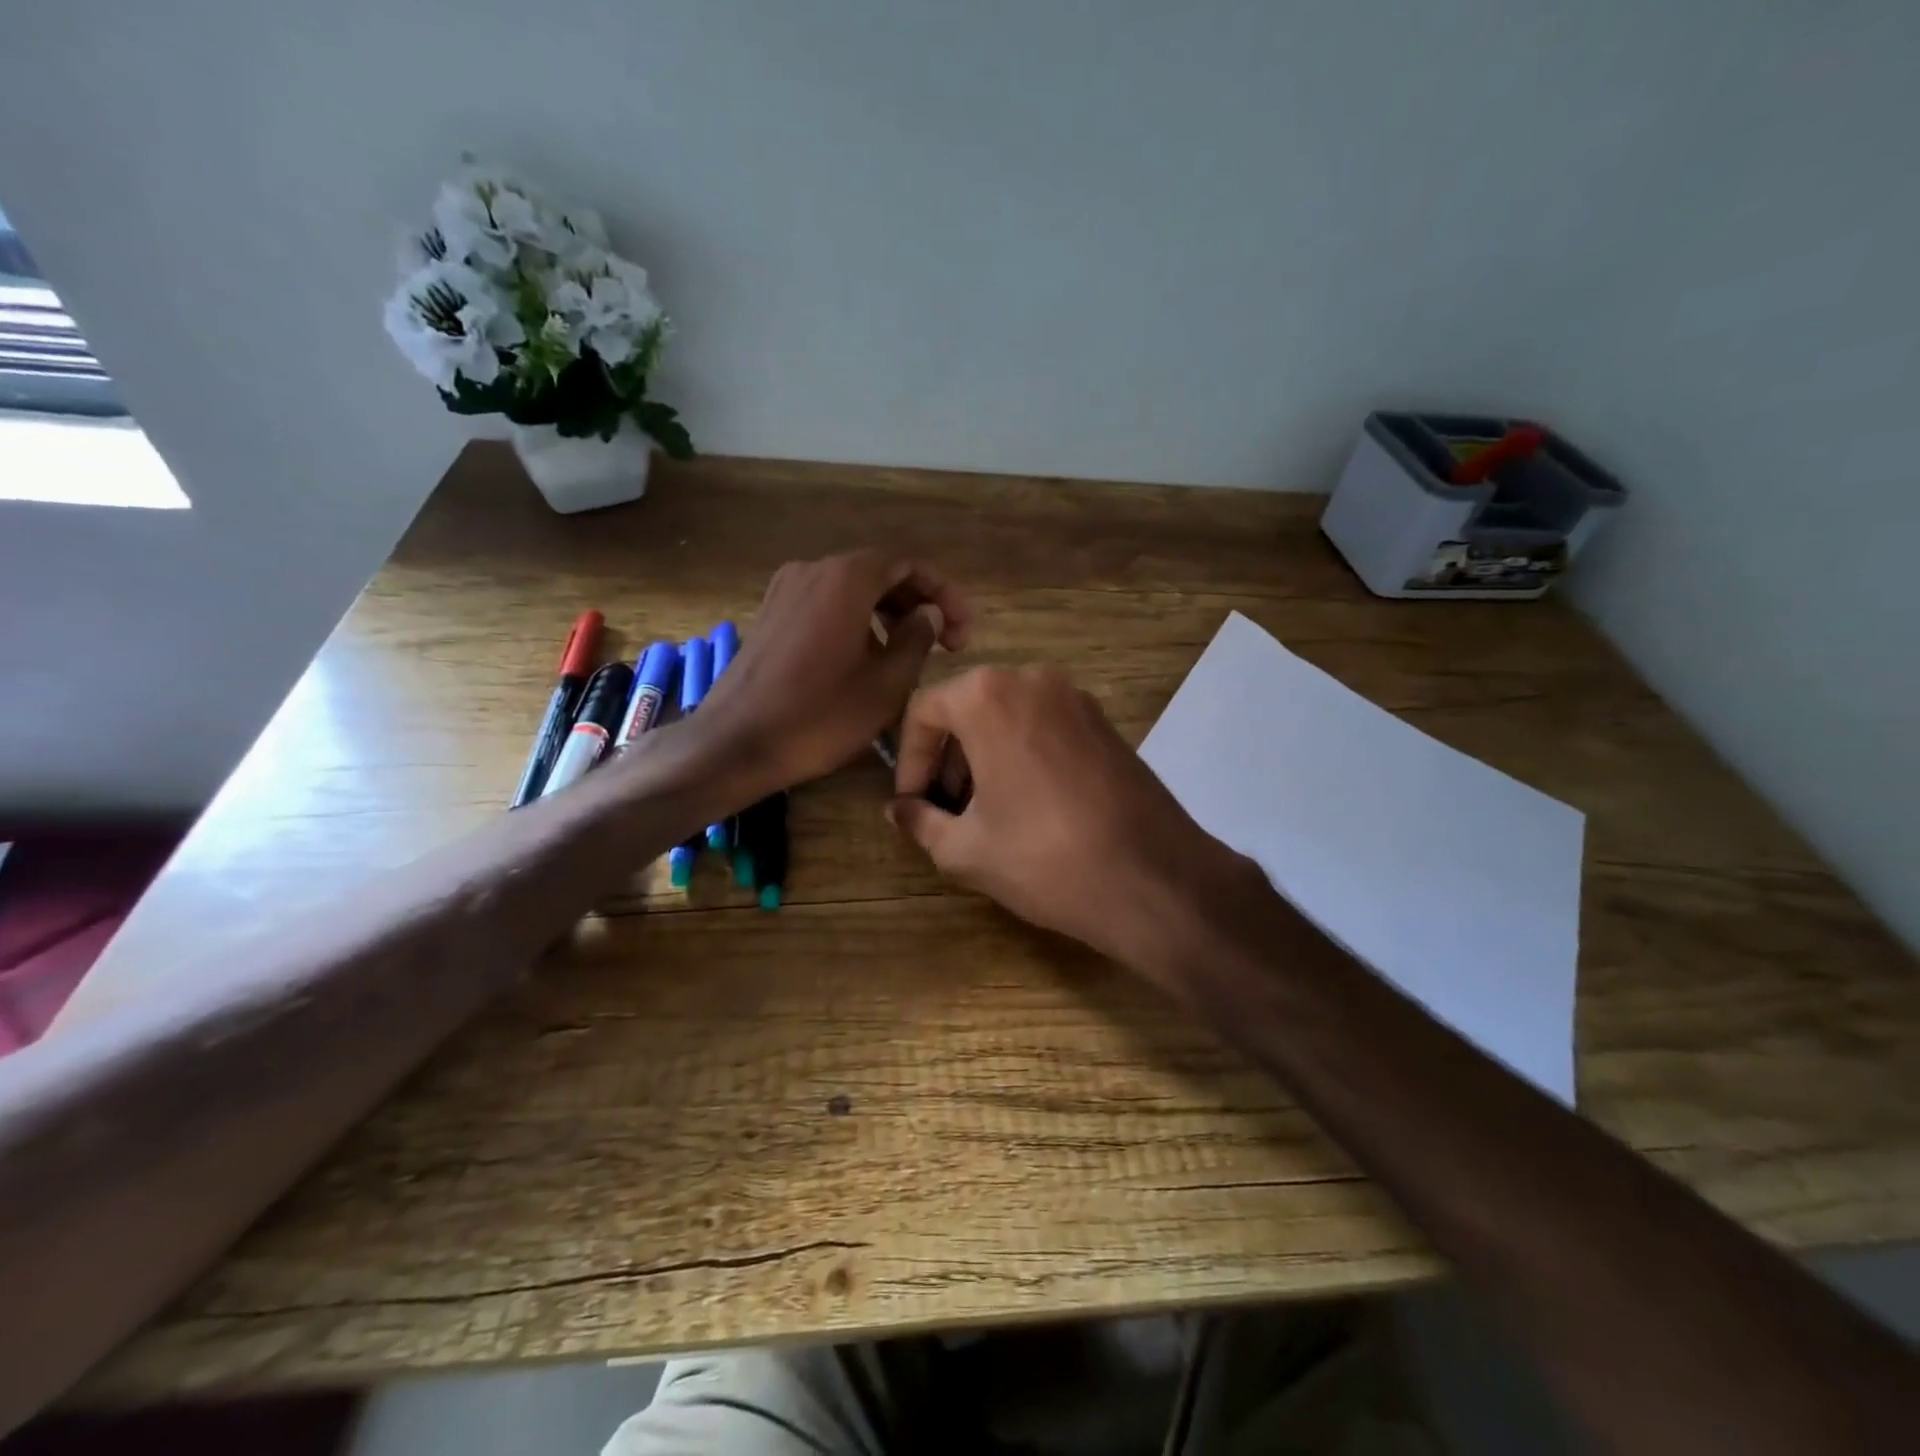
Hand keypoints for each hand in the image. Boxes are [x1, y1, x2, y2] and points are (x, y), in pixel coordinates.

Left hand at [700, 550, 969, 793]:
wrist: (736, 743)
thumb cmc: (820, 716)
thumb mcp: (887, 685)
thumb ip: (918, 640)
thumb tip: (930, 615)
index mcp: (846, 579)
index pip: (908, 564)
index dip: (944, 593)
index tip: (963, 630)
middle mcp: (814, 570)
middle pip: (880, 573)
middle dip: (918, 603)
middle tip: (947, 643)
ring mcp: (786, 590)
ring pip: (852, 590)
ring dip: (889, 614)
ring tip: (911, 654)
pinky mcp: (771, 614)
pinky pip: (826, 604)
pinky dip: (857, 621)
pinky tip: (867, 658)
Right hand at [887, 665, 1247, 976]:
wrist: (1154, 878)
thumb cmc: (1045, 858)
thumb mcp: (965, 849)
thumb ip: (919, 821)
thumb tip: (897, 810)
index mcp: (989, 696)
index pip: (924, 712)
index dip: (908, 760)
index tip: (911, 803)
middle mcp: (1033, 679)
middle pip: (967, 709)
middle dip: (947, 759)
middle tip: (944, 811)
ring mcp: (1077, 697)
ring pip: (1008, 717)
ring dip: (984, 757)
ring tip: (983, 814)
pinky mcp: (1106, 722)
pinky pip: (1044, 726)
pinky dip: (1021, 754)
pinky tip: (1027, 805)